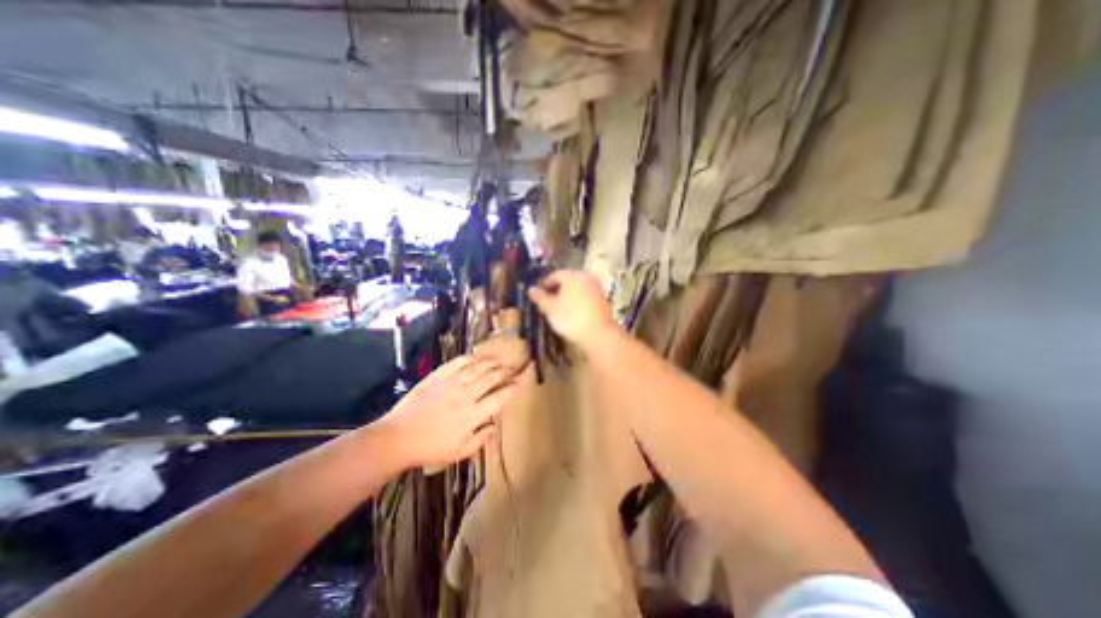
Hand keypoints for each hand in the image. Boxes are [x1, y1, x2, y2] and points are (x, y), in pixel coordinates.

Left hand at [376, 354, 518, 464]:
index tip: (519, 383)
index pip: (499, 398)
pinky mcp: (437, 376)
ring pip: (477, 367)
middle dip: (504, 372)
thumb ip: (480, 439)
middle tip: (511, 368)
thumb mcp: (459, 452)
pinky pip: (456, 363)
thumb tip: (494, 426)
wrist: (398, 437)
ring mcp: (451, 383)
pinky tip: (475, 356)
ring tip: (498, 359)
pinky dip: (468, 358)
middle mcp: (465, 395)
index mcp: (472, 415)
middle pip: (491, 378)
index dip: (511, 389)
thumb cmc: (430, 448)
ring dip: (490, 362)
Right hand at [526, 270, 615, 347]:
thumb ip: (540, 297)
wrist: (598, 334)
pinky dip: (577, 301)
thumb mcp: (550, 308)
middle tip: (546, 301)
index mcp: (573, 275)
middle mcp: (586, 277)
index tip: (537, 294)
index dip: (544, 284)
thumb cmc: (571, 318)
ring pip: (577, 289)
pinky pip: (585, 296)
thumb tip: (531, 289)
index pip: (555, 275)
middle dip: (556, 290)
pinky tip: (572, 312)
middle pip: (567, 280)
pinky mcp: (603, 300)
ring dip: (567, 296)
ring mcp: (597, 288)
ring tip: (558, 308)